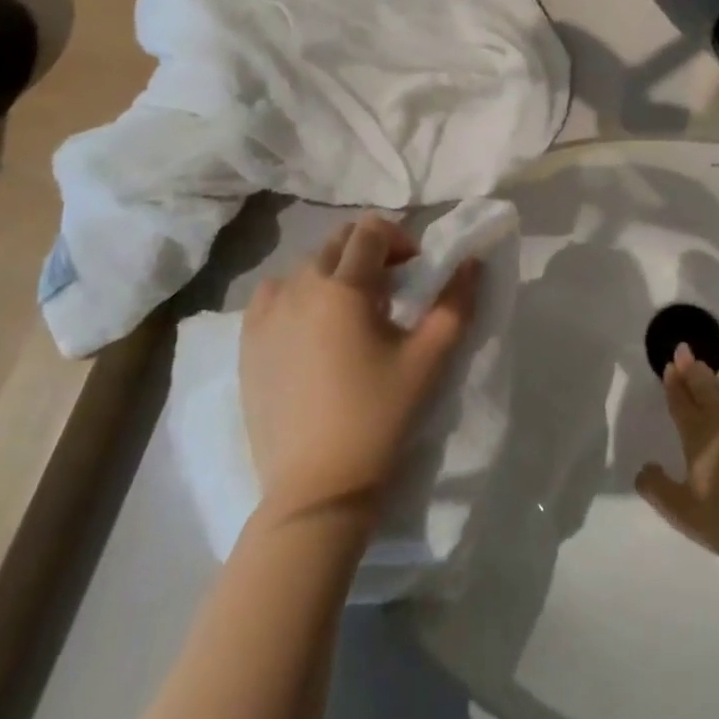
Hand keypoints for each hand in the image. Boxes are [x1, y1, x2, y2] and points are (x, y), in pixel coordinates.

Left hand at [240, 214, 478, 527]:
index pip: (370, 231)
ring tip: (351, 311)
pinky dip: (296, 293)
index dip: (399, 239)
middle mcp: (299, 288)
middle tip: (390, 290)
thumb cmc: (380, 416)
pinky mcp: (247, 343)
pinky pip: (273, 294)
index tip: (414, 272)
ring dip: (333, 272)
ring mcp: (266, 315)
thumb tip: (471, 261)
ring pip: (304, 266)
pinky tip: (310, 326)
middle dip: (369, 252)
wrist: (318, 487)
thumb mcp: (430, 359)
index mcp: (343, 287)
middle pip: (337, 241)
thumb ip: (456, 302)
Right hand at [636, 345, 718, 585]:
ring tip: (704, 365)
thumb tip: (643, 468)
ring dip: (712, 375)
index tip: (669, 366)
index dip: (673, 384)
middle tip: (683, 350)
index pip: (681, 403)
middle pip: (703, 387)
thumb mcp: (684, 515)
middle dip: (690, 368)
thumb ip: (658, 489)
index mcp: (698, 436)